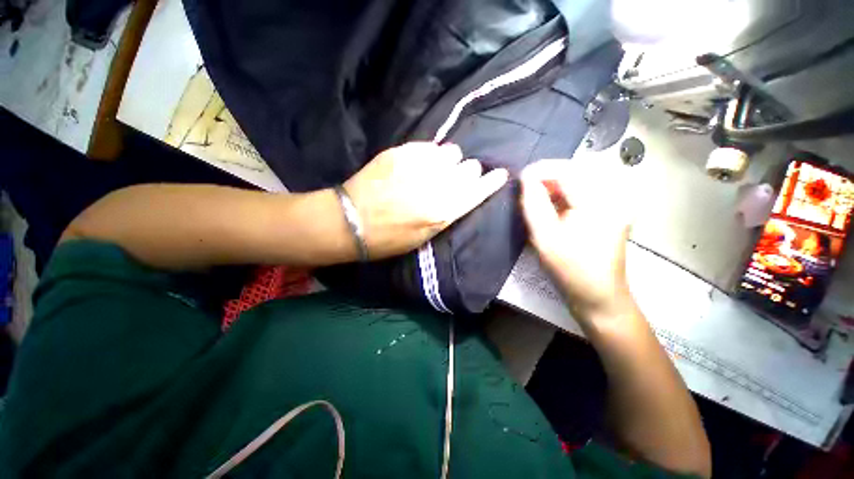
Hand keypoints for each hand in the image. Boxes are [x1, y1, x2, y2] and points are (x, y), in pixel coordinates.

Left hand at [343, 142, 507, 258]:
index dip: (492, 182)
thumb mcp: (425, 236)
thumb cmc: (389, 238)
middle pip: (469, 167)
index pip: (478, 190)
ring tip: (436, 169)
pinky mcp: (400, 152)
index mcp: (442, 211)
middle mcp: (435, 185)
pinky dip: (430, 155)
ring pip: (451, 152)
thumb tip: (463, 192)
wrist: (351, 221)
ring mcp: (417, 165)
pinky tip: (420, 163)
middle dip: (467, 172)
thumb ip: (447, 212)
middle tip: (455, 179)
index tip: (500, 174)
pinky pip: (429, 146)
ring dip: (449, 161)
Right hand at [520, 159, 631, 318]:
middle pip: (577, 169)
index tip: (519, 177)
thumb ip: (533, 204)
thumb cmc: (570, 269)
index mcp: (600, 202)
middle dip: (548, 174)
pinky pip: (586, 189)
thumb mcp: (544, 237)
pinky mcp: (613, 208)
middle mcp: (615, 195)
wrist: (599, 295)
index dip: (541, 170)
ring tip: (537, 195)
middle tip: (527, 187)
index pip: (567, 170)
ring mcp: (617, 201)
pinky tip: (553, 203)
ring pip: (581, 178)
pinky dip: (566, 191)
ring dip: (556, 182)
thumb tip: (526, 178)